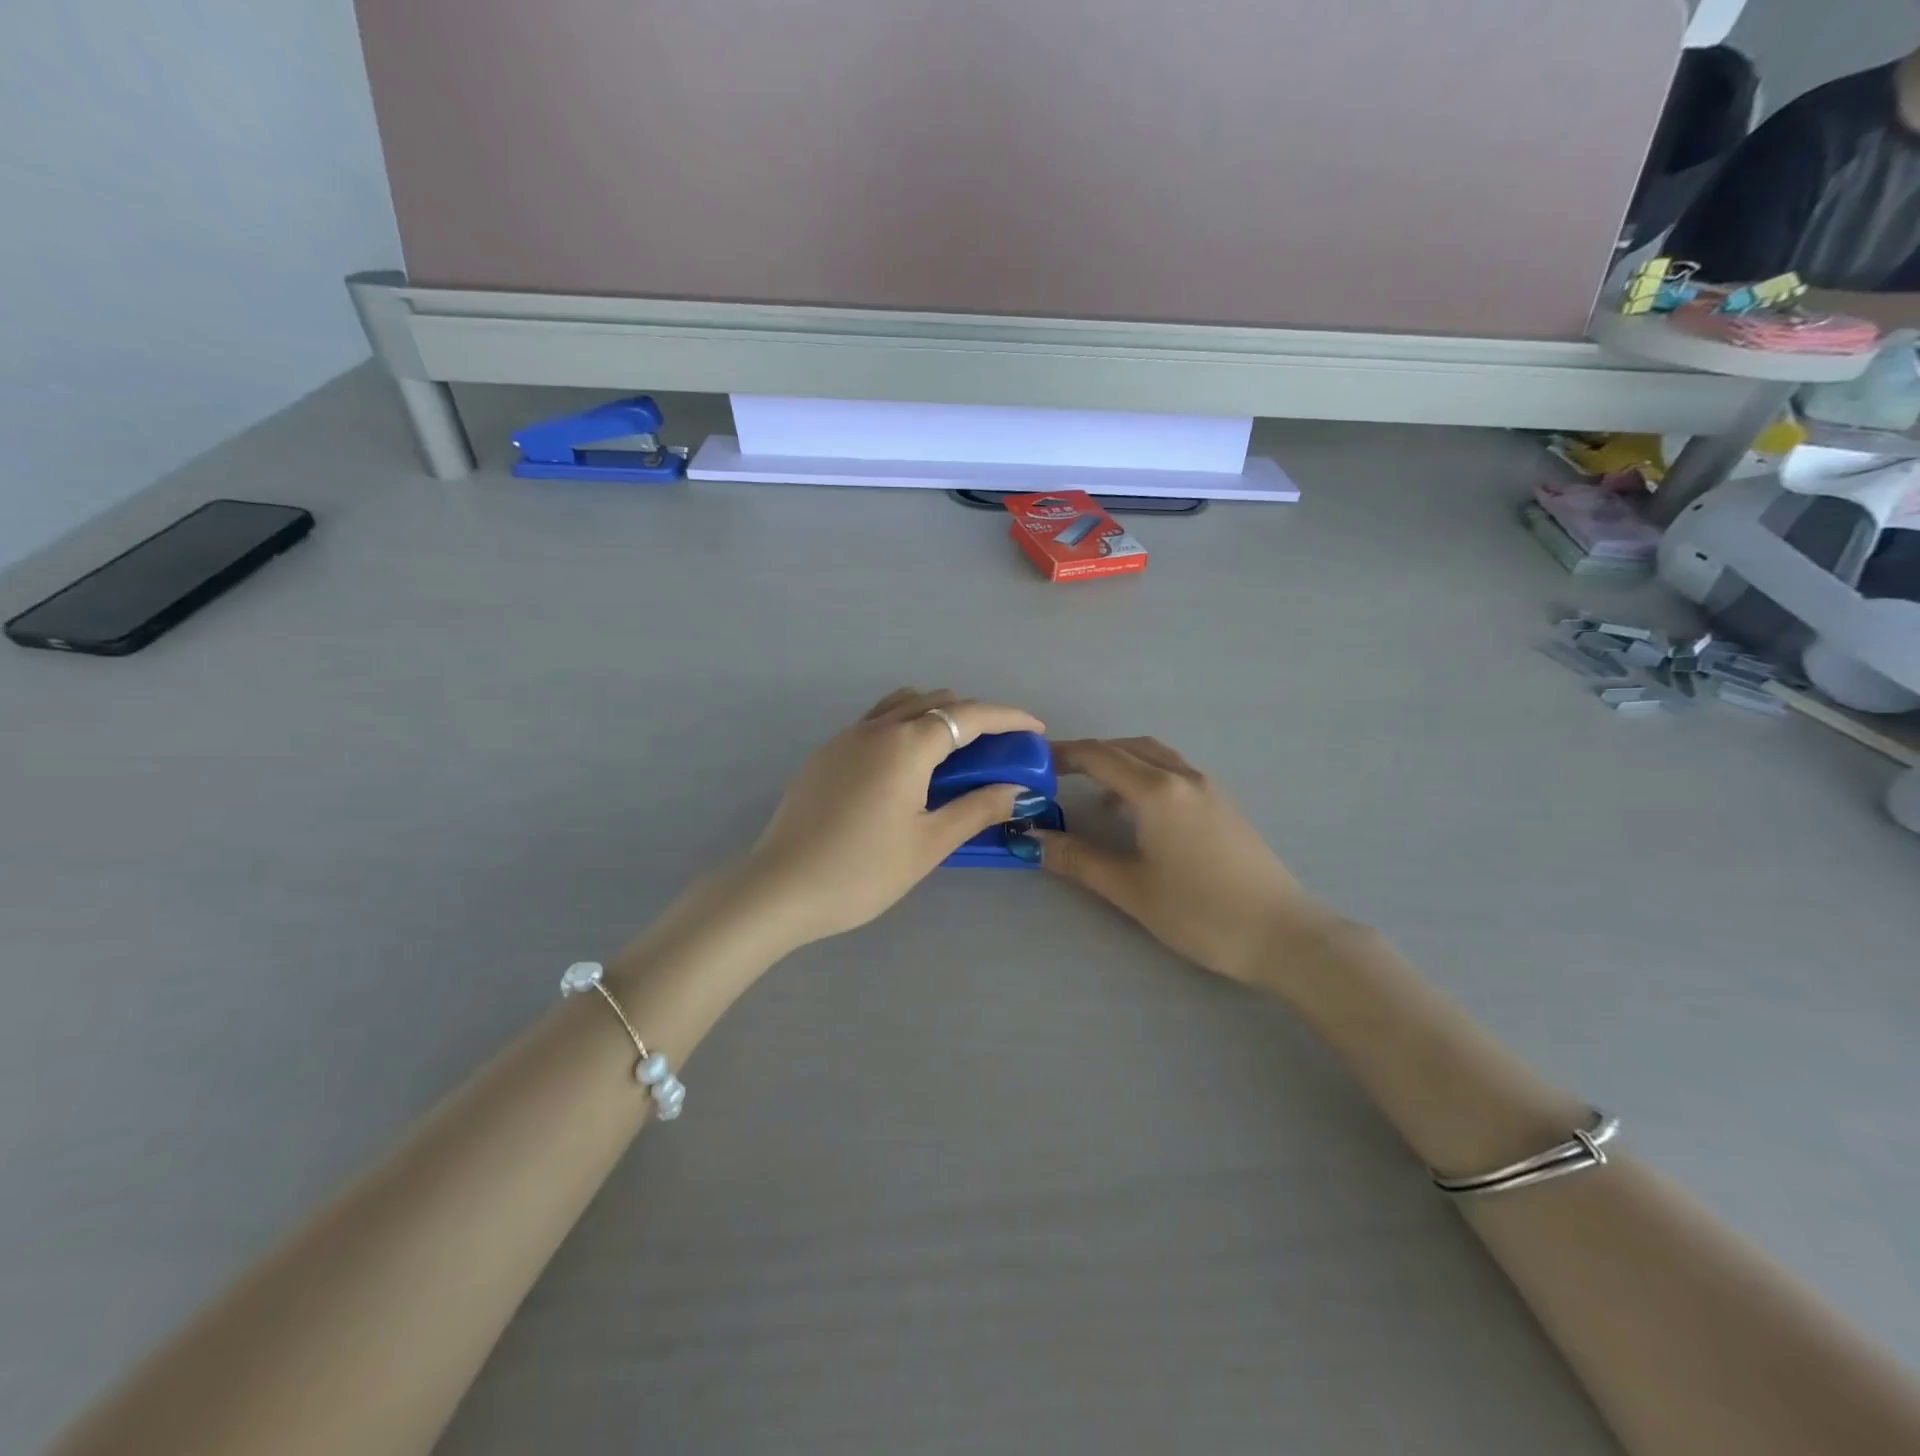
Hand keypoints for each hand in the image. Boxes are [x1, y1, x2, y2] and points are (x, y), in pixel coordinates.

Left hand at [740, 688, 1045, 946]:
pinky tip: (907, 768)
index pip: (971, 715)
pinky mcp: (825, 754)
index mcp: (907, 744)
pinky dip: (904, 727)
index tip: (1035, 729)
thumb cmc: (863, 871)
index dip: (1009, 717)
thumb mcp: (929, 844)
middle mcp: (876, 728)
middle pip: (936, 701)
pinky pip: (876, 722)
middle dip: (974, 716)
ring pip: (901, 705)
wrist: (779, 888)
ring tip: (954, 753)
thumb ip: (976, 808)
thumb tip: (1016, 789)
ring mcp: (845, 737)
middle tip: (997, 749)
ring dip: (936, 715)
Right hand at [1034, 737, 1331, 983]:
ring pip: (1154, 756)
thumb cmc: (1200, 912)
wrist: (1282, 934)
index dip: (1062, 755)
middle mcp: (1183, 777)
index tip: (1033, 764)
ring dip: (1119, 761)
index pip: (1098, 756)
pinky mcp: (1223, 805)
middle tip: (1056, 774)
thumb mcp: (1130, 888)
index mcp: (1157, 791)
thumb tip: (1032, 840)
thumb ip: (1078, 859)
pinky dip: (1144, 774)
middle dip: (1088, 754)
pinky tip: (1136, 811)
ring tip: (1091, 790)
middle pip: (1126, 747)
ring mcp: (1208, 788)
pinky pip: (1173, 771)